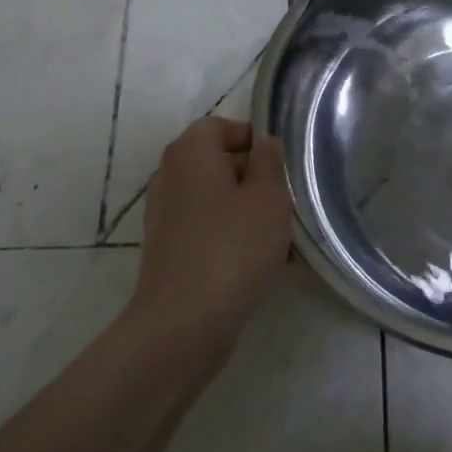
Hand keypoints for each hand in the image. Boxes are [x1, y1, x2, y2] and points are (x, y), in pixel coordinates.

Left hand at [129, 117, 292, 348]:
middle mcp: (170, 176)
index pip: (221, 126)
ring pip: (216, 199)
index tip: (281, 167)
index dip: (253, 139)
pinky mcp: (169, 251)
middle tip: (285, 202)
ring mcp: (166, 216)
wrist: (183, 326)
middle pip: (218, 162)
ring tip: (279, 237)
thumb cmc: (231, 248)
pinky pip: (207, 230)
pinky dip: (231, 237)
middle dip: (254, 178)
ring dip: (247, 212)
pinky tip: (259, 263)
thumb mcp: (268, 196)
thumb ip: (269, 161)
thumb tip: (263, 145)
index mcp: (190, 153)